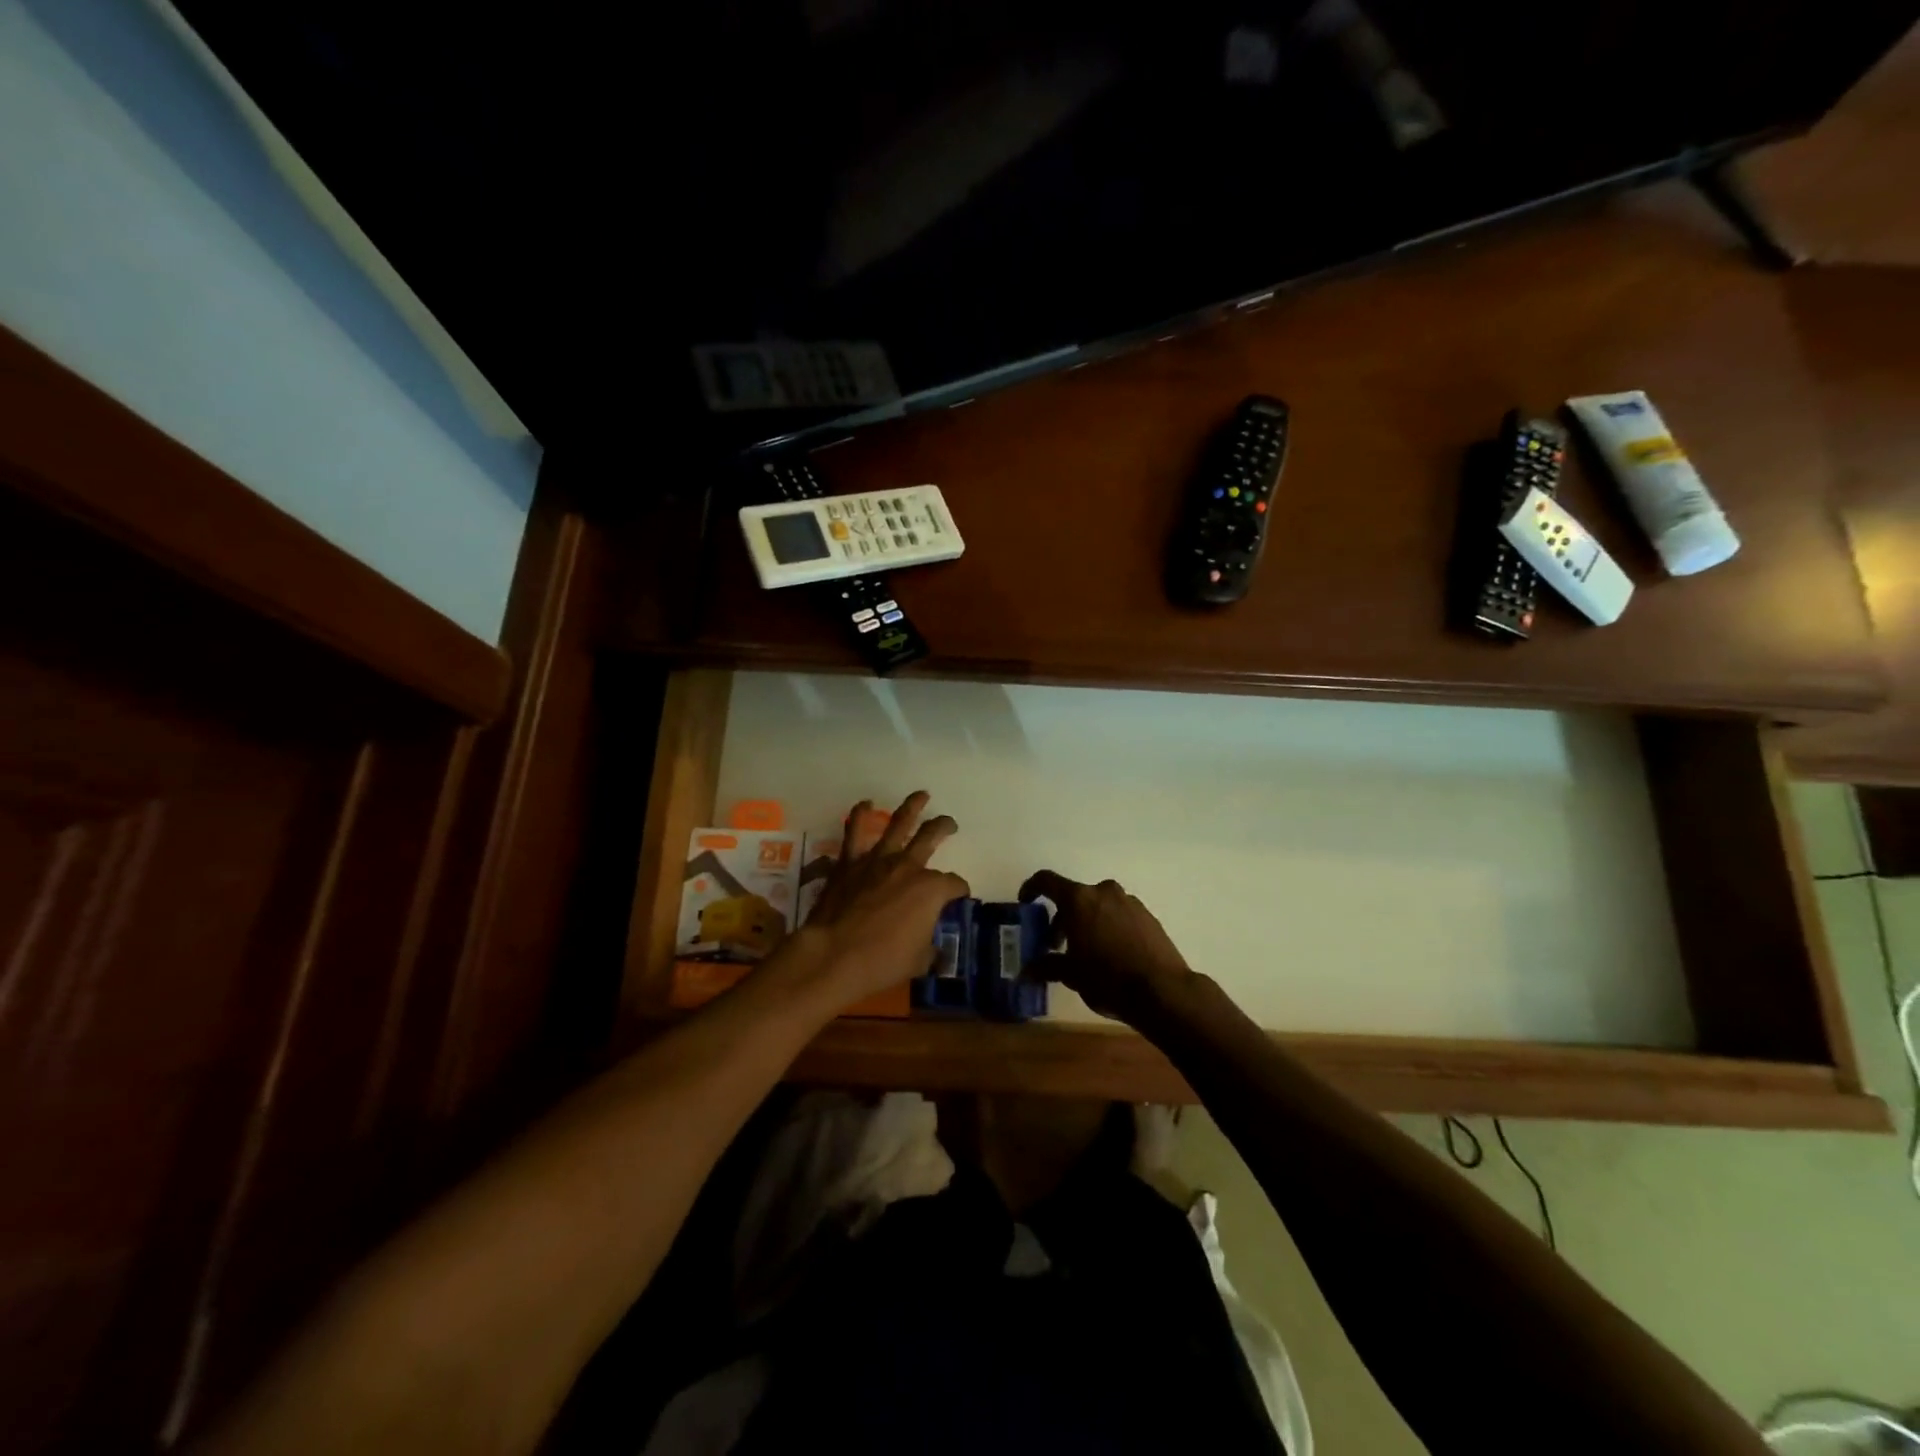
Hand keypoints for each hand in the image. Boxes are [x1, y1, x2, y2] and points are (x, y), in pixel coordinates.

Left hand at [793, 791, 969, 1006]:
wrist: (835, 954)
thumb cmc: (882, 961)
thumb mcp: (918, 961)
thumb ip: (929, 949)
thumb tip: (933, 950)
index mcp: (932, 889)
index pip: (954, 884)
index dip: (959, 889)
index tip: (959, 896)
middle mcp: (909, 866)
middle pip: (932, 836)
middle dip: (944, 827)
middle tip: (950, 824)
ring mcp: (878, 860)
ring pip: (899, 823)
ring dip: (912, 806)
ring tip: (921, 795)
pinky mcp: (850, 862)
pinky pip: (854, 831)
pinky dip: (859, 815)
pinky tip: (865, 804)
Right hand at [1017, 871, 1194, 1025]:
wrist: (1162, 991)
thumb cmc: (1107, 978)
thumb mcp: (1071, 975)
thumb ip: (1047, 966)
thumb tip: (1027, 971)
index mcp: (1079, 899)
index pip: (1046, 881)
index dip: (1032, 888)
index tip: (1026, 902)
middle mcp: (1104, 892)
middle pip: (1074, 897)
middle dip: (1062, 919)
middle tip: (1057, 946)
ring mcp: (1129, 902)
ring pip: (1098, 906)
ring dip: (1086, 923)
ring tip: (1086, 953)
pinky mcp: (1148, 916)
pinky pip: (1119, 915)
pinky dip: (1108, 927)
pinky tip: (1111, 955)